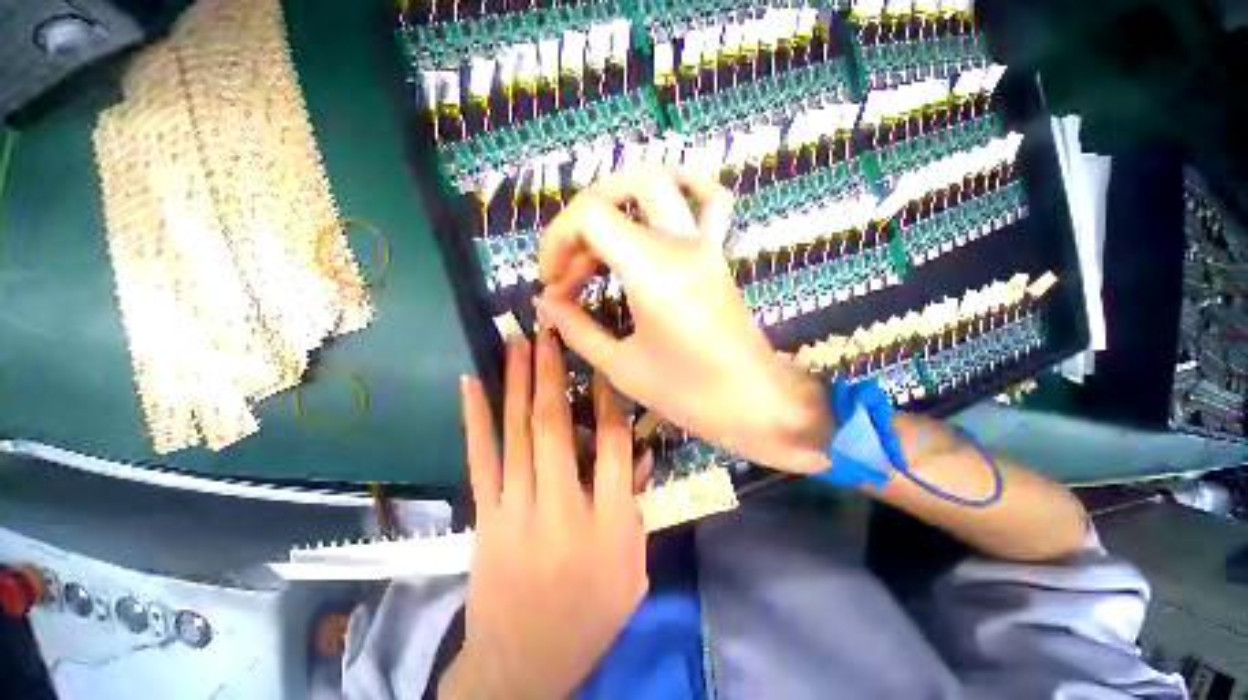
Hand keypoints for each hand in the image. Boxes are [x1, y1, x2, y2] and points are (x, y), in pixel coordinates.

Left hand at [441, 331, 647, 698]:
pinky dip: (476, 417)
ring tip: (516, 342)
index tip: (602, 365)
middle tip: (548, 332)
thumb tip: (642, 450)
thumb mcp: (634, 567)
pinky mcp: (486, 514)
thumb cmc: (590, 616)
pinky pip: (481, 457)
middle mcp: (561, 507)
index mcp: (607, 523)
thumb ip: (638, 504)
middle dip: (551, 373)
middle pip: (555, 427)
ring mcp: (516, 509)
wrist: (523, 664)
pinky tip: (470, 383)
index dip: (609, 400)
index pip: (614, 445)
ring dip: (516, 382)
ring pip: (516, 432)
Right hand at [535, 167, 832, 472]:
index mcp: (653, 273)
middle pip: (618, 191)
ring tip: (595, 243)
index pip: (590, 216)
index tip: (552, 283)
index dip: (557, 240)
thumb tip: (546, 301)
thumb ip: (576, 328)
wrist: (754, 401)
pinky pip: (710, 200)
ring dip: (615, 201)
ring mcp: (704, 244)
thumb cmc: (689, 394)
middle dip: (578, 223)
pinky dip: (683, 186)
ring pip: (658, 183)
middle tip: (568, 269)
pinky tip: (657, 208)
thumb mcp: (622, 366)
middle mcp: (680, 245)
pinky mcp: (717, 254)